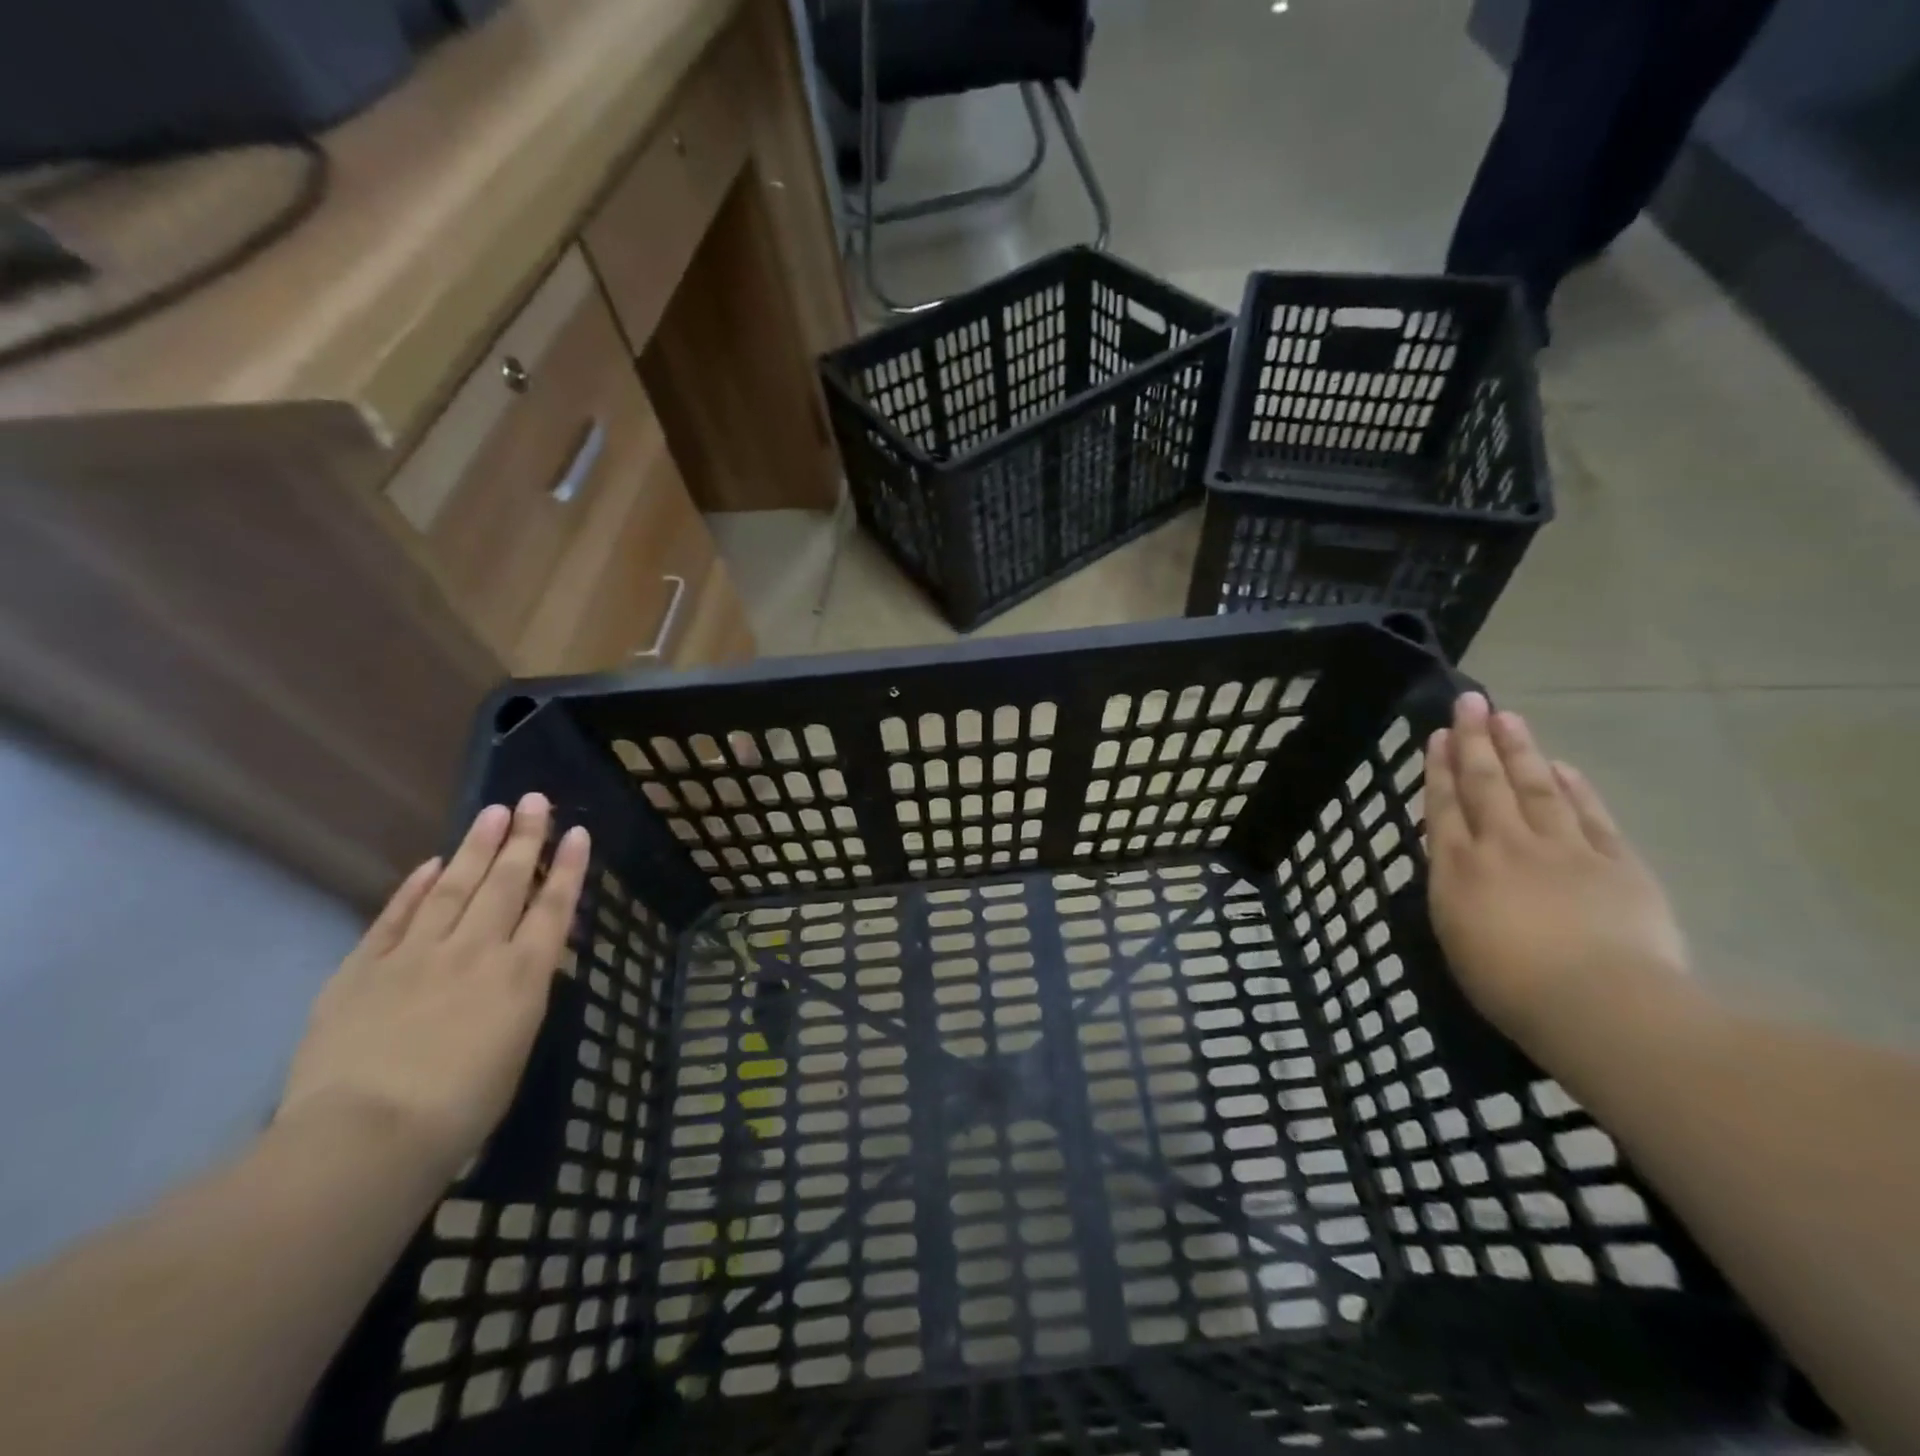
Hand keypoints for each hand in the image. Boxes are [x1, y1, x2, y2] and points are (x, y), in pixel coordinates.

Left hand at [277, 795, 589, 1177]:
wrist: (366, 1137)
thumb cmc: (460, 1109)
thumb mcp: (515, 1049)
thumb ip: (518, 997)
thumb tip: (520, 965)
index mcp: (523, 976)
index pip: (553, 907)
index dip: (567, 867)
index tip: (577, 832)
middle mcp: (477, 951)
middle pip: (506, 883)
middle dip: (524, 839)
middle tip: (534, 800)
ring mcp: (418, 954)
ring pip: (455, 888)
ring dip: (476, 848)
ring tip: (492, 813)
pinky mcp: (364, 968)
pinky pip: (396, 917)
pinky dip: (415, 888)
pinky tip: (431, 865)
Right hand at [1424, 692, 1690, 1050]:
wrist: (1599, 1005)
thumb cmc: (1510, 985)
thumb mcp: (1456, 937)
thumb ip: (1455, 889)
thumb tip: (1458, 858)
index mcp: (1459, 868)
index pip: (1444, 806)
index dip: (1440, 768)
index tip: (1439, 735)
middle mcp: (1504, 846)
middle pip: (1486, 784)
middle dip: (1475, 741)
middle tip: (1471, 702)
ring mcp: (1563, 850)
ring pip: (1536, 788)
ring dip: (1520, 751)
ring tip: (1509, 718)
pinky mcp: (1616, 863)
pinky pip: (1590, 816)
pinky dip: (1575, 788)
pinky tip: (1563, 766)